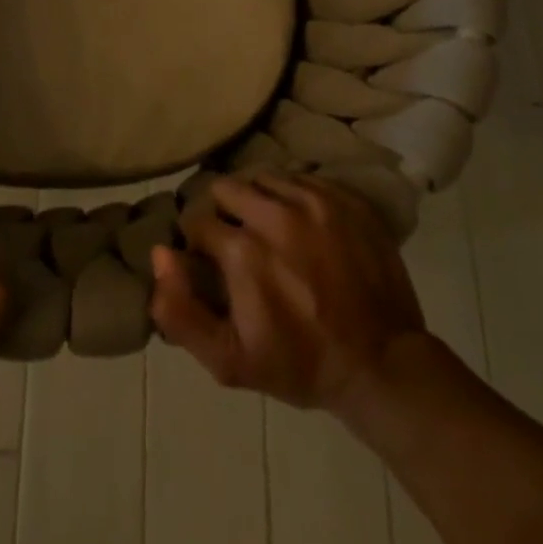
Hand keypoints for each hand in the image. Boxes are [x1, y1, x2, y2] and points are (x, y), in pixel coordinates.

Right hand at [150, 173, 427, 414]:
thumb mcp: (228, 360)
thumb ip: (179, 310)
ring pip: (264, 179)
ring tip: (268, 230)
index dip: (197, 243)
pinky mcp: (346, 199)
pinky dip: (292, 196)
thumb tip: (160, 253)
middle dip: (223, 212)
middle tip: (236, 241)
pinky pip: (303, 179)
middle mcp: (276, 214)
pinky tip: (300, 225)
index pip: (197, 221)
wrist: (382, 365)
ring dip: (257, 200)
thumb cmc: (300, 364)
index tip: (209, 262)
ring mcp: (316, 202)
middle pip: (227, 188)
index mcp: (243, 250)